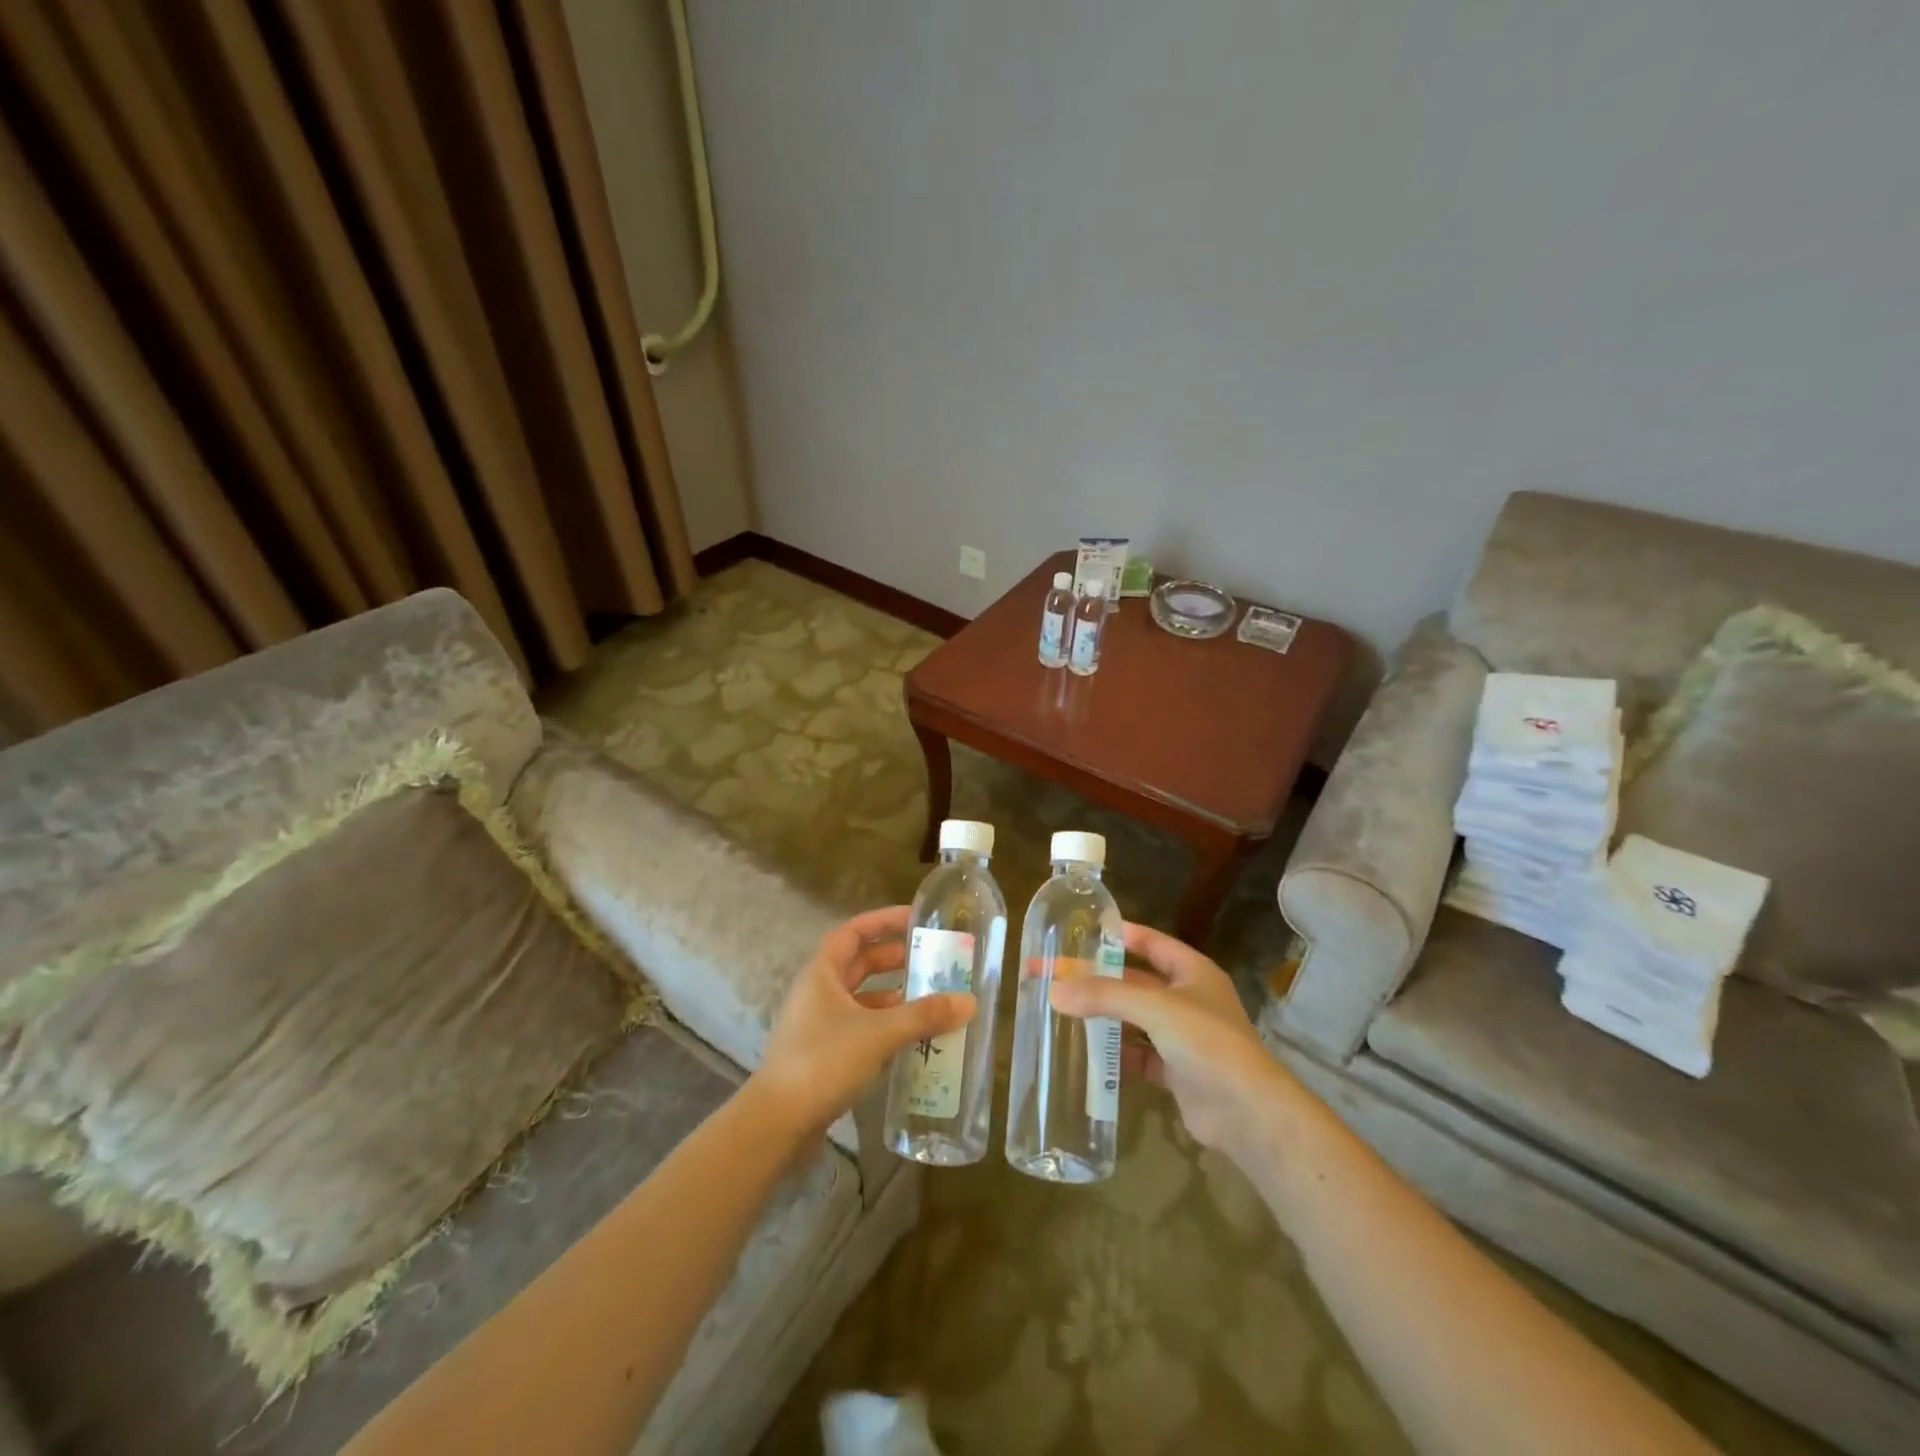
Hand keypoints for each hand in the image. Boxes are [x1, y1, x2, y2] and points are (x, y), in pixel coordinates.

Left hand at [752, 906, 975, 1136]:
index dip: (884, 921)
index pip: (854, 932)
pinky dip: (885, 1027)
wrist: (777, 1124)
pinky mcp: (824, 1056)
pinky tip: (911, 1039)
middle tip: (930, 960)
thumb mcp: (879, 1033)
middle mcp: (818, 993)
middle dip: (894, 959)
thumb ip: (924, 1016)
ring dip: (892, 996)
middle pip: (859, 964)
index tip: (916, 919)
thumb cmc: (823, 1062)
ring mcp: (819, 1025)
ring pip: (861, 999)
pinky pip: (861, 1029)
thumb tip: (969, 1002)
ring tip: (929, 1000)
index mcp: (822, 973)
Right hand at [1049, 922, 1292, 1156]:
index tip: (1082, 931)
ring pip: (1134, 1018)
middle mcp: (1188, 999)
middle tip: (1056, 975)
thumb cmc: (1207, 1042)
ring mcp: (1183, 1037)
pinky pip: (1139, 1054)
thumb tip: (1054, 990)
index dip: (1119, 935)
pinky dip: (1116, 1052)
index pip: (1151, 942)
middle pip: (1135, 982)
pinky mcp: (1176, 1071)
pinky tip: (1087, 1051)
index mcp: (1192, 971)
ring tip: (1062, 1009)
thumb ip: (1105, 996)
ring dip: (1104, 1015)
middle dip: (1098, 979)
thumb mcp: (1155, 1008)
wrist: (1248, 1114)